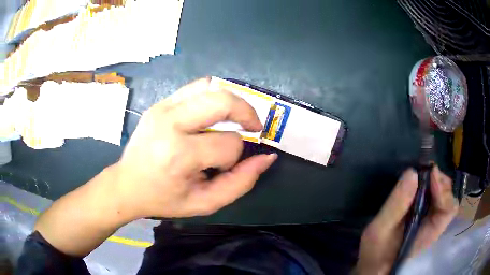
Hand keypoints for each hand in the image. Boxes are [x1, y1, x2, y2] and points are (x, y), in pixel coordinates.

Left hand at [114, 78, 276, 218]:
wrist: (127, 184)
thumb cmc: (164, 198)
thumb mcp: (205, 202)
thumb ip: (240, 182)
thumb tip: (267, 157)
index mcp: (179, 154)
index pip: (228, 143)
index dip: (235, 156)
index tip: (223, 166)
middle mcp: (170, 123)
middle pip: (222, 101)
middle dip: (246, 113)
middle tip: (253, 126)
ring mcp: (162, 108)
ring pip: (210, 86)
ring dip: (231, 101)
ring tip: (235, 118)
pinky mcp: (160, 103)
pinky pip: (195, 87)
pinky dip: (213, 95)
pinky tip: (213, 113)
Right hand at [355, 167, 457, 274]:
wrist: (374, 263)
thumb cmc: (375, 252)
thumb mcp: (379, 231)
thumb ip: (396, 206)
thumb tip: (412, 173)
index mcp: (427, 234)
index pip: (448, 210)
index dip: (443, 191)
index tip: (430, 174)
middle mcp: (434, 226)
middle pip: (449, 199)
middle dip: (441, 182)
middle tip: (426, 170)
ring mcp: (431, 221)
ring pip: (445, 197)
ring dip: (437, 182)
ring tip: (422, 174)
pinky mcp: (425, 216)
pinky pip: (436, 198)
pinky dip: (431, 185)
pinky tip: (420, 182)